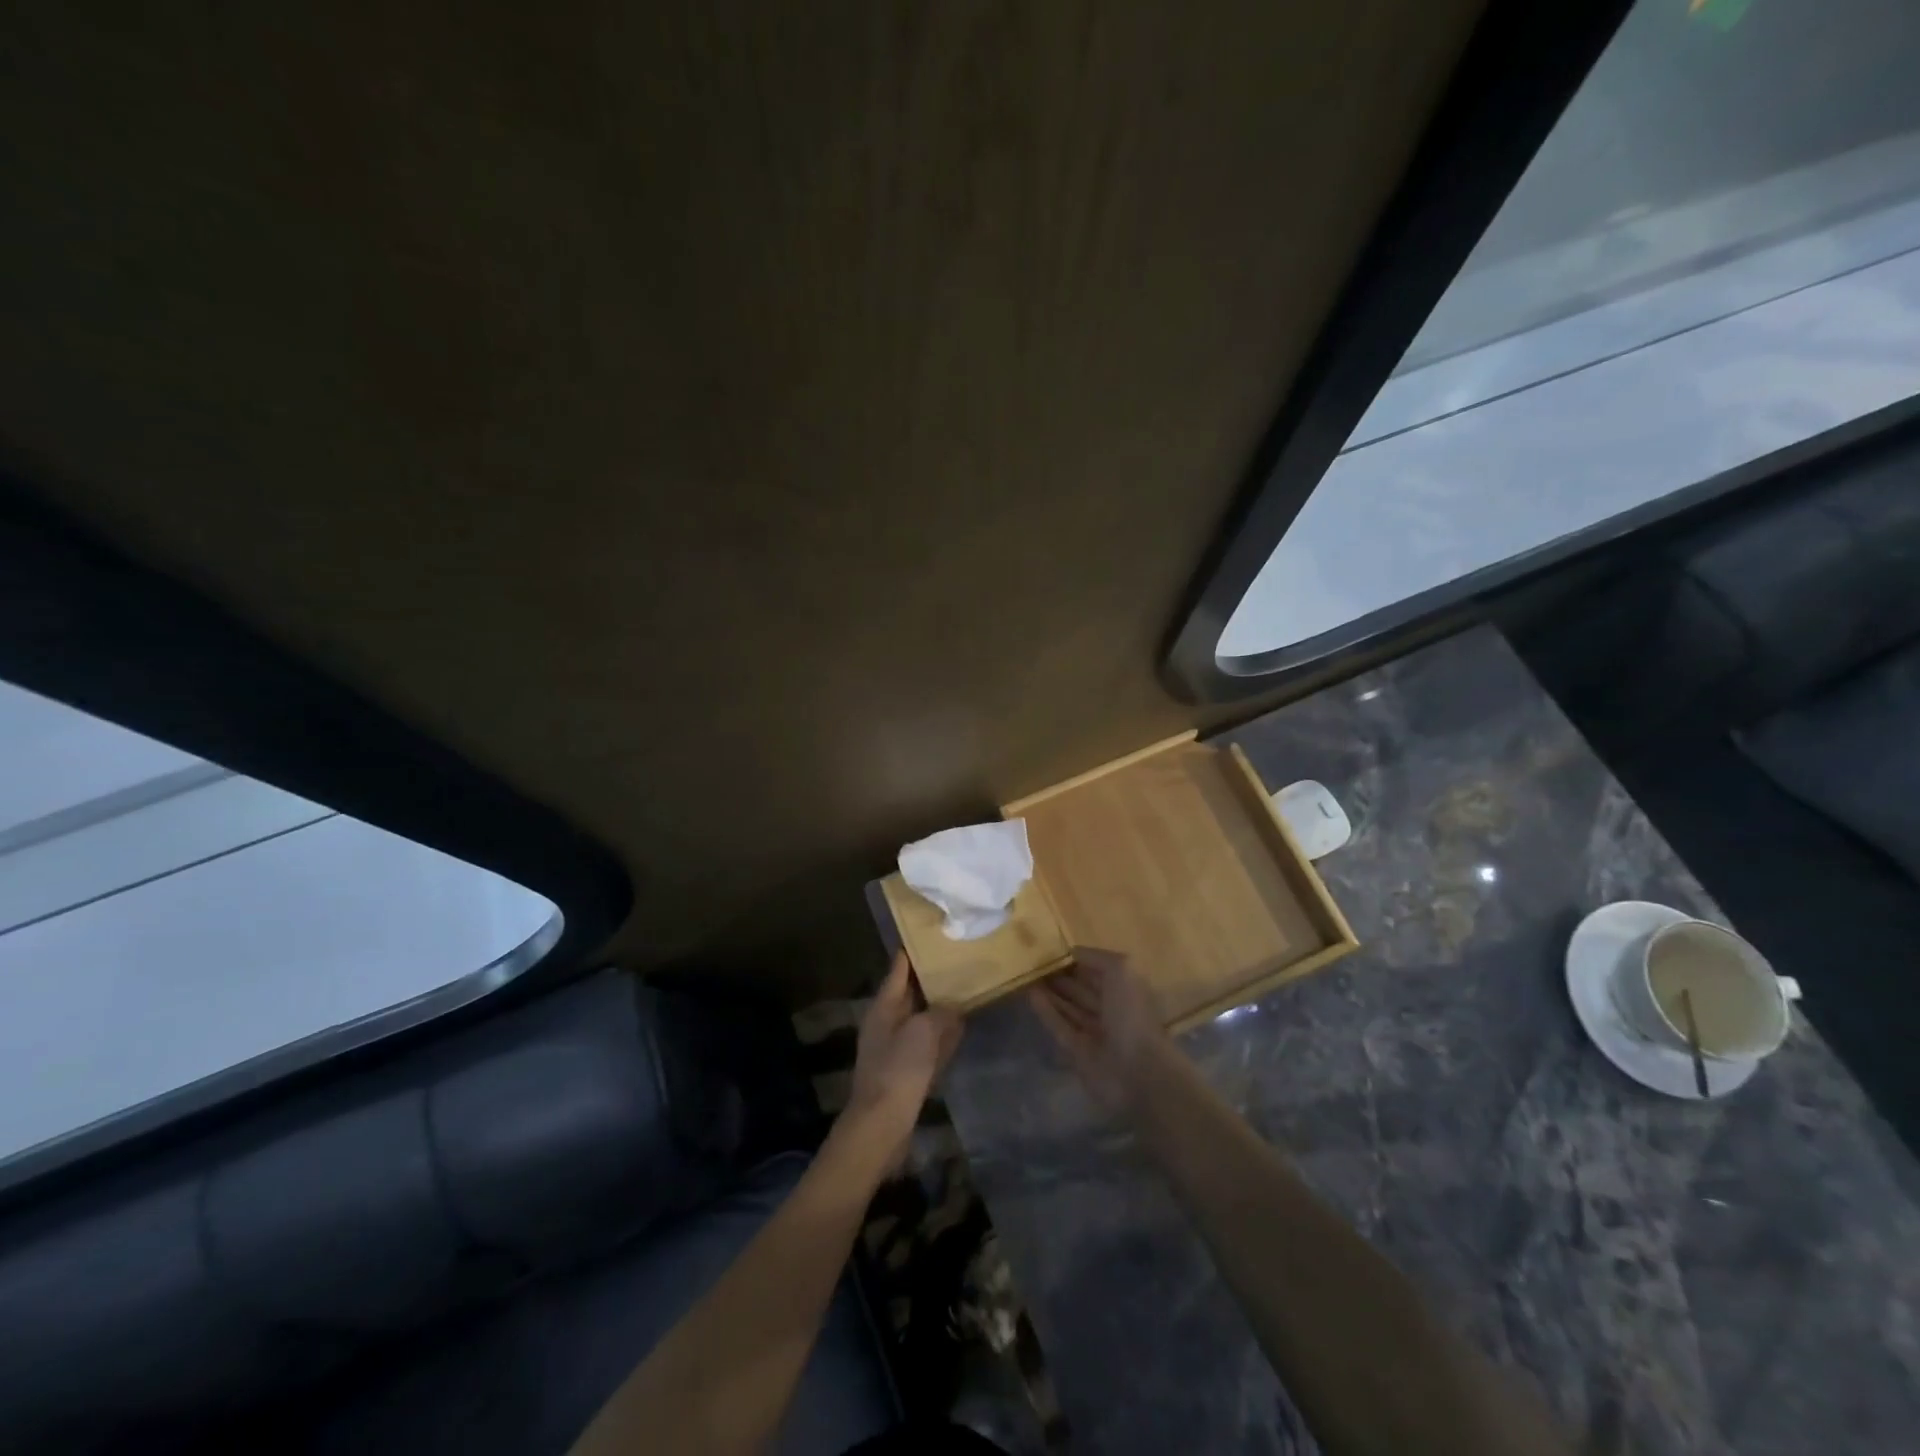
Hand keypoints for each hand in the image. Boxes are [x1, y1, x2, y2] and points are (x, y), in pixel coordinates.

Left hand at [843, 950, 962, 1166]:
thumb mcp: (923, 1031)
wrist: (882, 1124)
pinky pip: (929, 1043)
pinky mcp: (908, 1070)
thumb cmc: (898, 1069)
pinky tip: (961, 1027)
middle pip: (911, 993)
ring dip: (939, 1006)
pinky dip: (943, 1033)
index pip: (898, 970)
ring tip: (965, 987)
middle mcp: (888, 1022)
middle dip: (931, 978)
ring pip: (922, 1018)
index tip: (928, 934)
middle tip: (957, 959)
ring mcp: (897, 1048)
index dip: (912, 952)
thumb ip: (940, 1012)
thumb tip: (953, 1005)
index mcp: (884, 1007)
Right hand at [1028, 947, 1179, 1111]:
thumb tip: (1072, 951)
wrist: (1137, 1072)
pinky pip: (1059, 1026)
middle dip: (1062, 976)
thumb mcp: (1122, 971)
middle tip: (1035, 961)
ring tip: (1028, 974)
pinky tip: (1031, 994)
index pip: (1100, 971)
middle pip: (1083, 990)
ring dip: (1051, 992)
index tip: (1054, 947)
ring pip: (1069, 1008)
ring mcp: (1095, 1033)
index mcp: (1127, 991)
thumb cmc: (1132, 1014)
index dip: (1079, 960)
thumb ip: (1097, 958)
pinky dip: (1046, 1011)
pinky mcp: (1078, 1052)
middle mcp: (1112, 1011)